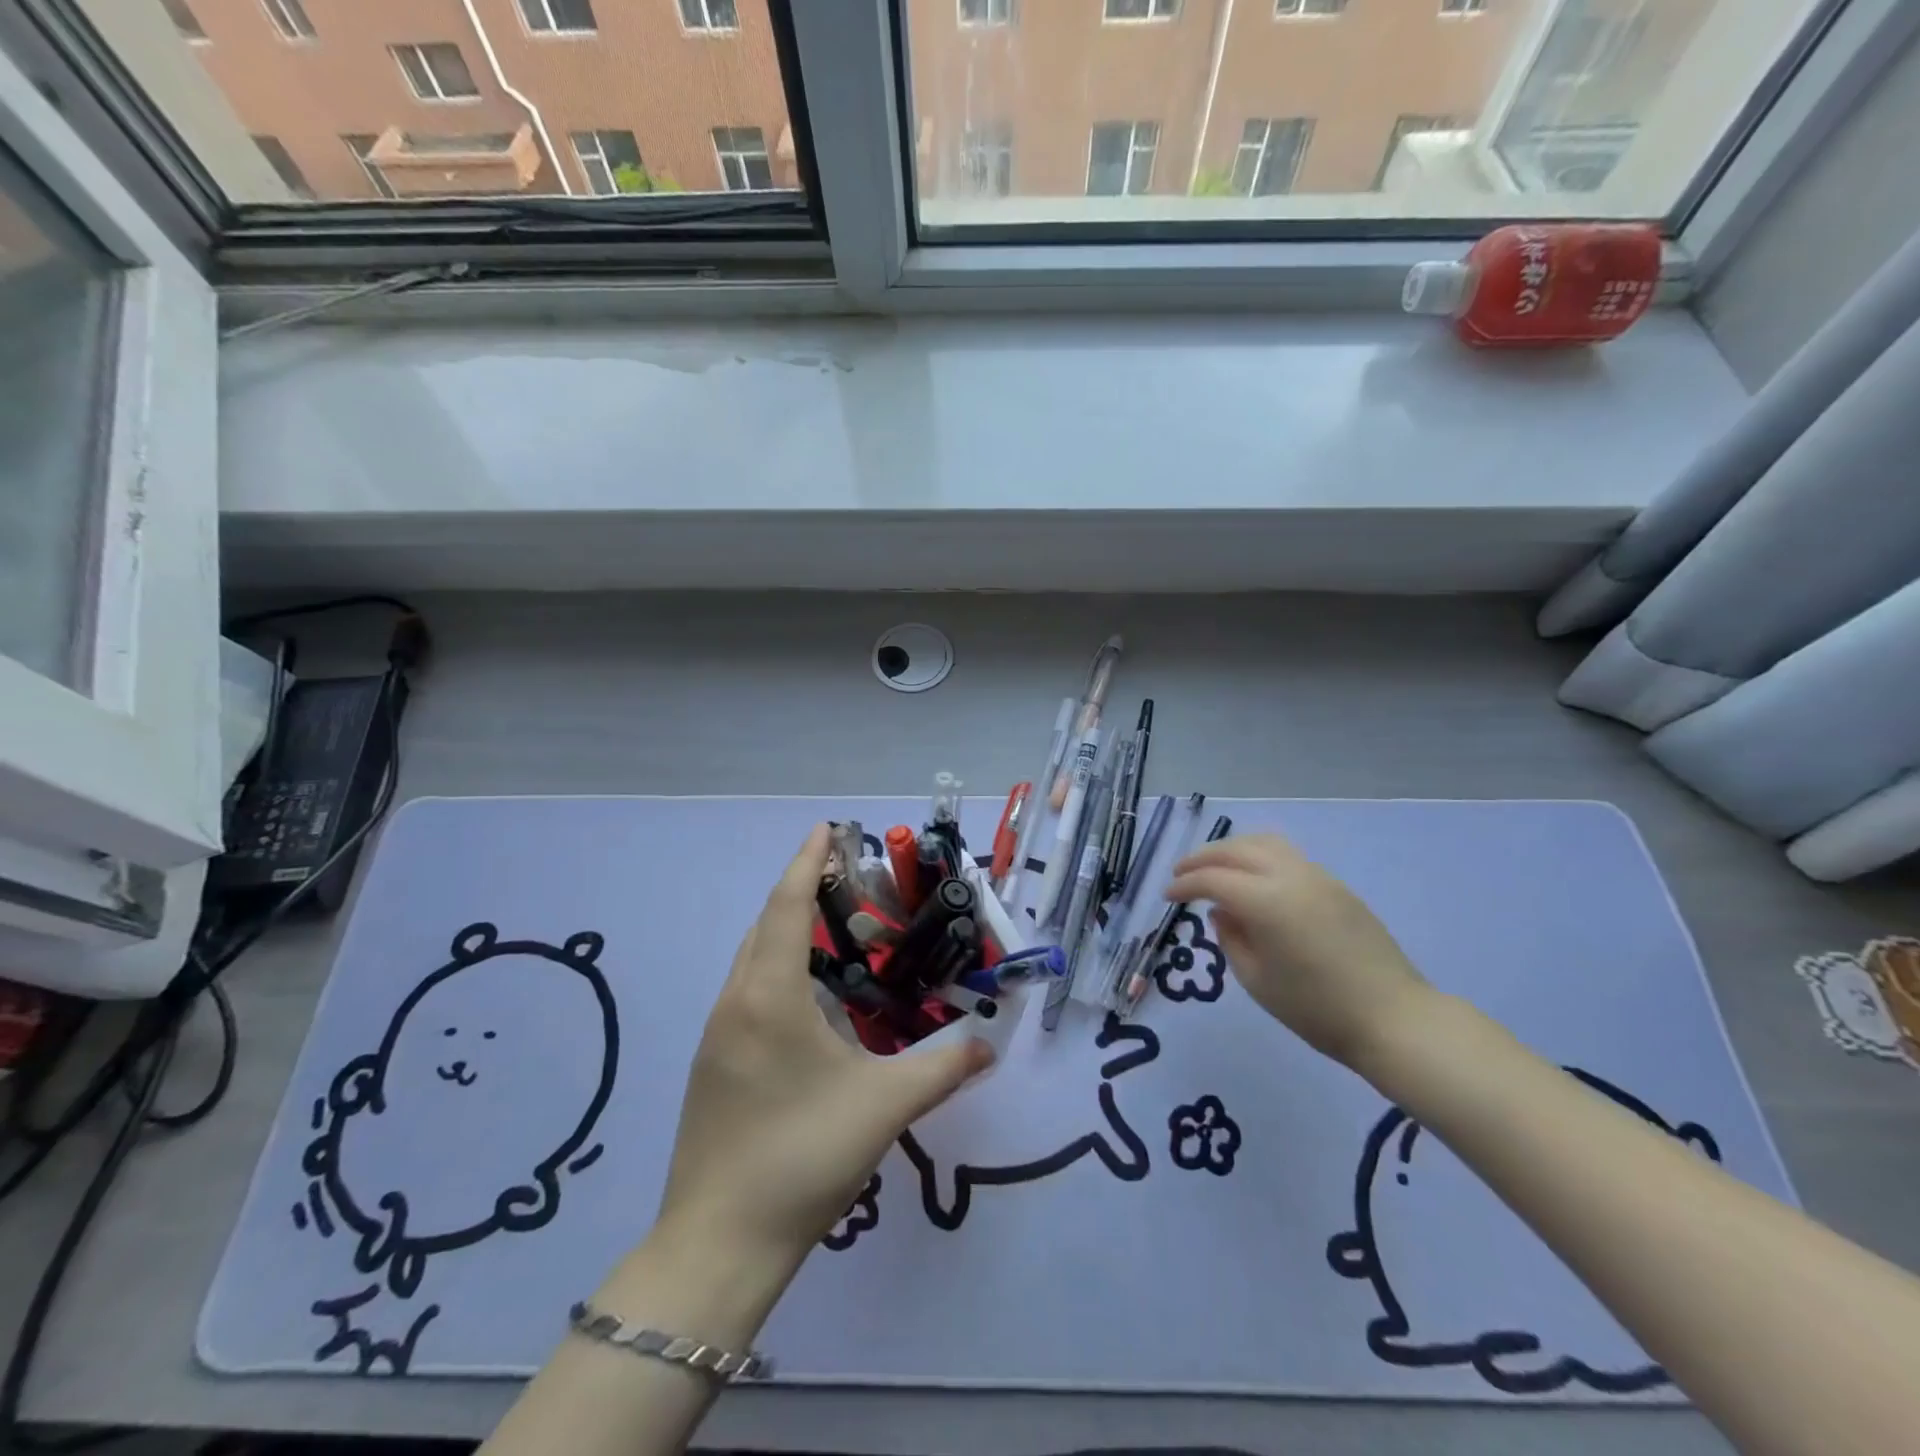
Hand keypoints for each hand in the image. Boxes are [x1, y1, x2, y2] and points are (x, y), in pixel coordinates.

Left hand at [655, 824, 992, 1265]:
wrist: (718, 1244)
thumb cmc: (802, 1157)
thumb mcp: (884, 1106)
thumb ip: (943, 1068)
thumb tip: (988, 1046)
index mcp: (771, 996)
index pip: (788, 906)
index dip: (807, 862)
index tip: (826, 828)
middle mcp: (737, 1001)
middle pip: (766, 923)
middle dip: (801, 888)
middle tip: (846, 876)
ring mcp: (717, 1034)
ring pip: (752, 957)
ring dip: (786, 928)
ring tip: (833, 926)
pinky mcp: (713, 1063)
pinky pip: (747, 989)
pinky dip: (776, 965)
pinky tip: (808, 994)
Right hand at [1164, 833, 1430, 1069]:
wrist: (1394, 1019)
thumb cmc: (1316, 1008)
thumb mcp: (1256, 980)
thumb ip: (1230, 938)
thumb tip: (1221, 912)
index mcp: (1266, 900)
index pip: (1213, 879)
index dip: (1185, 884)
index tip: (1167, 896)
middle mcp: (1290, 876)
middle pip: (1236, 850)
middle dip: (1203, 858)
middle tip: (1181, 873)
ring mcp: (1317, 877)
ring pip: (1264, 843)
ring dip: (1232, 850)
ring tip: (1215, 867)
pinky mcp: (1336, 886)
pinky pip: (1288, 856)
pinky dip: (1259, 857)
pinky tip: (1253, 880)